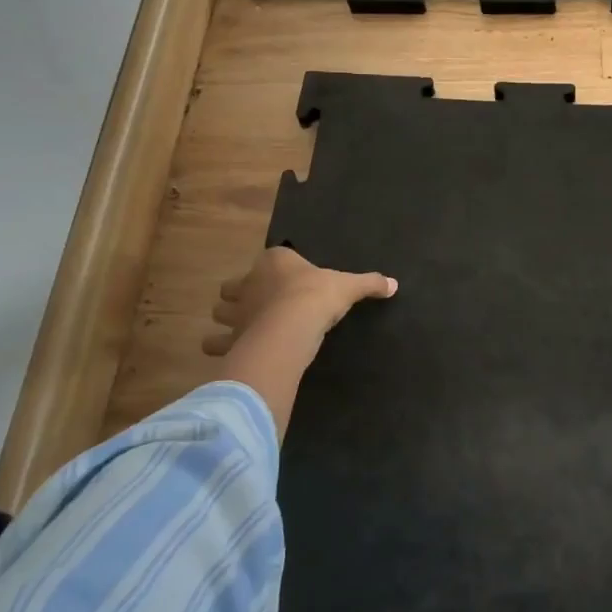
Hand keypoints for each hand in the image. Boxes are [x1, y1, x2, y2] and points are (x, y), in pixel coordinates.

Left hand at [205, 246, 395, 354]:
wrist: (292, 327)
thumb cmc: (318, 296)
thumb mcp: (349, 286)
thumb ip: (369, 283)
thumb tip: (394, 284)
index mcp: (275, 262)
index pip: (270, 259)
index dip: (275, 269)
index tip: (287, 281)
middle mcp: (249, 282)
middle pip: (234, 285)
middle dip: (241, 293)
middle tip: (259, 304)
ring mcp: (236, 311)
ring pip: (220, 312)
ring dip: (228, 318)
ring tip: (244, 327)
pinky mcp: (230, 338)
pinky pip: (216, 343)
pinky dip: (220, 347)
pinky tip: (233, 352)